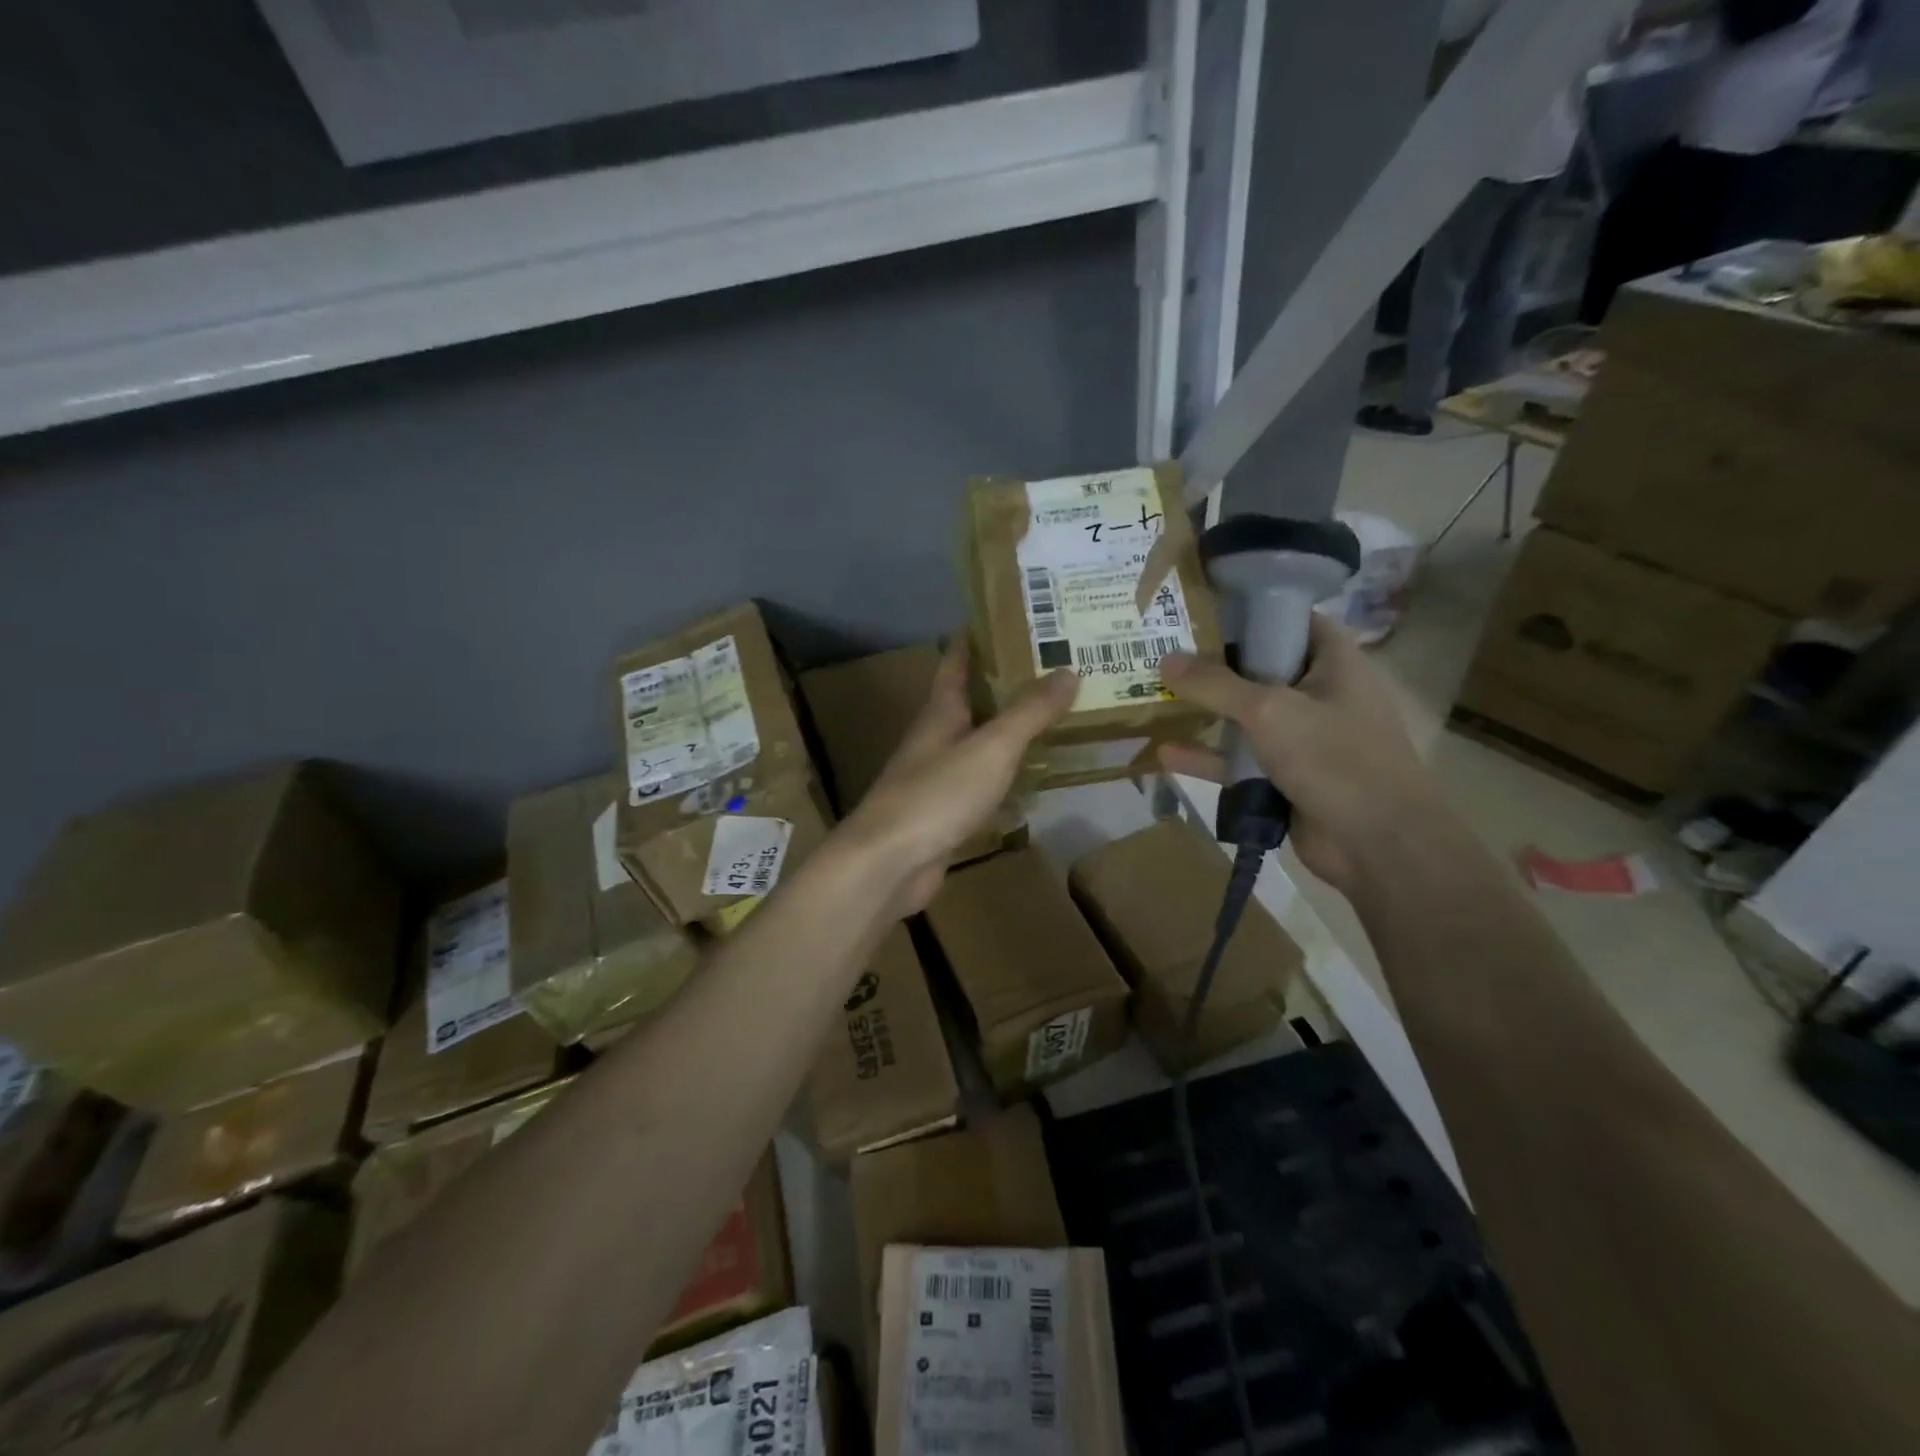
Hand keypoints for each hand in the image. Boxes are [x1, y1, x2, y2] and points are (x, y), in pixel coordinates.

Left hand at [841, 639, 1076, 917]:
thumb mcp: (991, 747)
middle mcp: (936, 738)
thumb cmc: (938, 794)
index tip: (1011, 618)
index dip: (978, 638)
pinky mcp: (944, 814)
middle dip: (1007, 685)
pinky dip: (1007, 777)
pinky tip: (1033, 780)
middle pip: (972, 702)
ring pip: (979, 744)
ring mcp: (937, 778)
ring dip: (1009, 731)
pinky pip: (982, 785)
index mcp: (940, 712)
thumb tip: (1068, 670)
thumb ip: (1029, 712)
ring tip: (1054, 718)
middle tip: (1055, 669)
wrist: (890, 863)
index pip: (957, 662)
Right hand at [1157, 616, 1440, 893]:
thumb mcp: (1270, 711)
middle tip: (1161, 646)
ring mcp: (1301, 738)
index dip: (1249, 608)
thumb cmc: (1336, 759)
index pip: (1291, 618)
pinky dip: (1206, 757)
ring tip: (1154, 696)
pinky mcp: (1284, 777)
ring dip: (1204, 711)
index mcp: (1334, 663)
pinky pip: (1238, 760)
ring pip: (1244, 716)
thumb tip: (1165, 659)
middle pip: (1259, 667)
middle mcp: (1319, 694)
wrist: (1378, 846)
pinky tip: (1163, 753)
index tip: (1200, 605)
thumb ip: (1215, 685)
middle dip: (1213, 661)